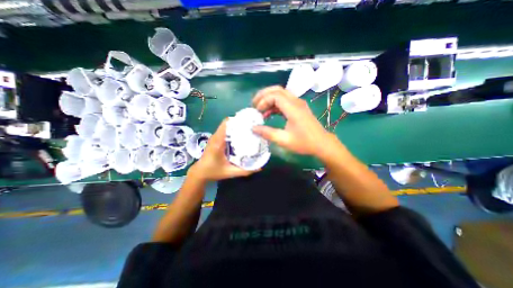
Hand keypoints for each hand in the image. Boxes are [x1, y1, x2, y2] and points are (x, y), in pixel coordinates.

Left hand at [187, 118, 257, 180]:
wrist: (200, 173)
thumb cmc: (213, 172)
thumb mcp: (230, 172)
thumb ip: (244, 171)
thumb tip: (259, 168)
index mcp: (218, 142)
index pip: (226, 124)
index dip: (237, 120)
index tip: (249, 122)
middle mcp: (216, 137)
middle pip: (228, 123)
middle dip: (239, 123)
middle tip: (251, 127)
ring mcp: (215, 137)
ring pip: (226, 126)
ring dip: (236, 127)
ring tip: (247, 130)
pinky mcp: (215, 139)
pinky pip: (225, 131)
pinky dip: (232, 131)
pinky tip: (240, 136)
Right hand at [252, 85, 332, 156]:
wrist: (321, 144)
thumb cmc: (304, 142)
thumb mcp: (284, 140)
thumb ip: (267, 133)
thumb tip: (253, 128)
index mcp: (293, 108)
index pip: (275, 96)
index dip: (264, 101)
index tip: (257, 112)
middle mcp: (296, 102)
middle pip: (277, 90)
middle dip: (264, 95)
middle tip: (254, 104)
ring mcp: (298, 104)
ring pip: (281, 94)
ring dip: (269, 99)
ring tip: (260, 110)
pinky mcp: (298, 108)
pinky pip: (284, 101)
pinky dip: (275, 104)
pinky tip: (269, 114)